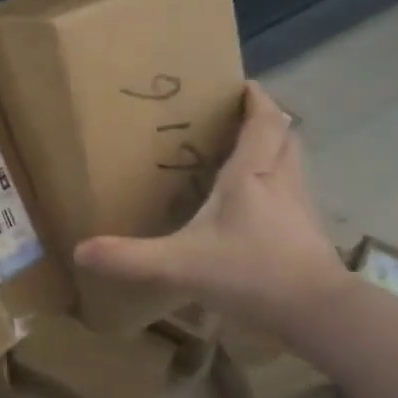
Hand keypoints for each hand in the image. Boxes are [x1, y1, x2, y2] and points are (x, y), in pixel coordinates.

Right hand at [75, 82, 347, 334]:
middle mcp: (281, 181)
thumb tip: (80, 251)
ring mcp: (300, 207)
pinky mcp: (309, 232)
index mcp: (252, 175)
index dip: (256, 99)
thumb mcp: (181, 264)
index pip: (264, 121)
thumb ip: (131, 258)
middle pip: (285, 135)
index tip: (241, 84)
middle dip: (265, 120)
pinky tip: (258, 206)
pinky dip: (278, 183)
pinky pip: (294, 191)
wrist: (318, 313)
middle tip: (238, 117)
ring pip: (292, 162)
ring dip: (275, 149)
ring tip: (244, 154)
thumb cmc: (251, 273)